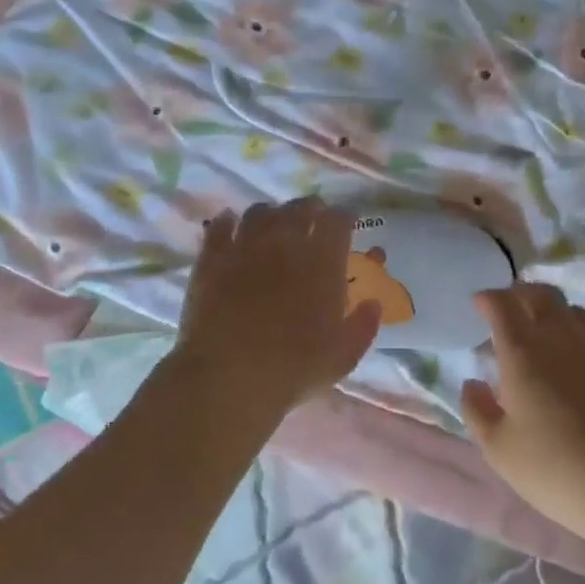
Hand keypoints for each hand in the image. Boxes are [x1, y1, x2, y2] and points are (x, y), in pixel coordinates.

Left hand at [172, 199, 380, 417]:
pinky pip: (220, 227)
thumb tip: (373, 303)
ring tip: (274, 220)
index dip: (345, 217)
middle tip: (313, 216)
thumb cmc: (295, 367)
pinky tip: (229, 222)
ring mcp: (245, 246)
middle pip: (300, 209)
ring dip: (272, 212)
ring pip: (260, 212)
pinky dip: (228, 221)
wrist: (230, 374)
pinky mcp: (211, 259)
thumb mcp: (344, 356)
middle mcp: (285, 242)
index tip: (348, 221)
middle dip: (310, 208)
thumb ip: (363, 326)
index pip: (338, 221)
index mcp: (323, 261)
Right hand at [460, 283, 584, 544]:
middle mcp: (565, 340)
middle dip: (523, 293)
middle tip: (513, 307)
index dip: (488, 298)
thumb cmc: (558, 471)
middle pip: (544, 296)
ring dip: (557, 315)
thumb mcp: (499, 451)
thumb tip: (473, 383)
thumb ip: (477, 411)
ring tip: (548, 335)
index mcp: (524, 352)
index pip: (503, 304)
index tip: (480, 304)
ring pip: (578, 315)